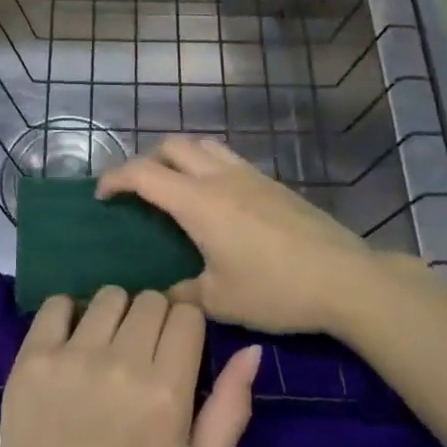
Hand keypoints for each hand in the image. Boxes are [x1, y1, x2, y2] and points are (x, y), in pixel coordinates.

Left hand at [0, 287, 260, 446]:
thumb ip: (230, 410)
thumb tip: (251, 349)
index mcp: (166, 392)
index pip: (187, 314)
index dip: (185, 326)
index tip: (175, 347)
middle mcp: (122, 363)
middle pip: (150, 299)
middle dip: (153, 318)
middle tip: (141, 352)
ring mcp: (74, 355)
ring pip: (110, 295)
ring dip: (115, 314)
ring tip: (106, 347)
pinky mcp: (35, 356)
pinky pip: (58, 302)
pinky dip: (68, 313)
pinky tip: (71, 341)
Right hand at [98, 135, 417, 335]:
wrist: (345, 278)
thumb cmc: (276, 289)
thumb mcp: (221, 302)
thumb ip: (183, 295)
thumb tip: (163, 297)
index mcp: (198, 202)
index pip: (144, 174)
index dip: (116, 179)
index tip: (101, 196)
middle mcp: (219, 177)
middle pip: (172, 146)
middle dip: (147, 161)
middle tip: (139, 192)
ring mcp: (249, 174)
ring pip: (203, 144)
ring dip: (179, 156)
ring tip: (175, 187)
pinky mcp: (271, 182)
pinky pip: (227, 158)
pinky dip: (207, 165)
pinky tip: (216, 199)